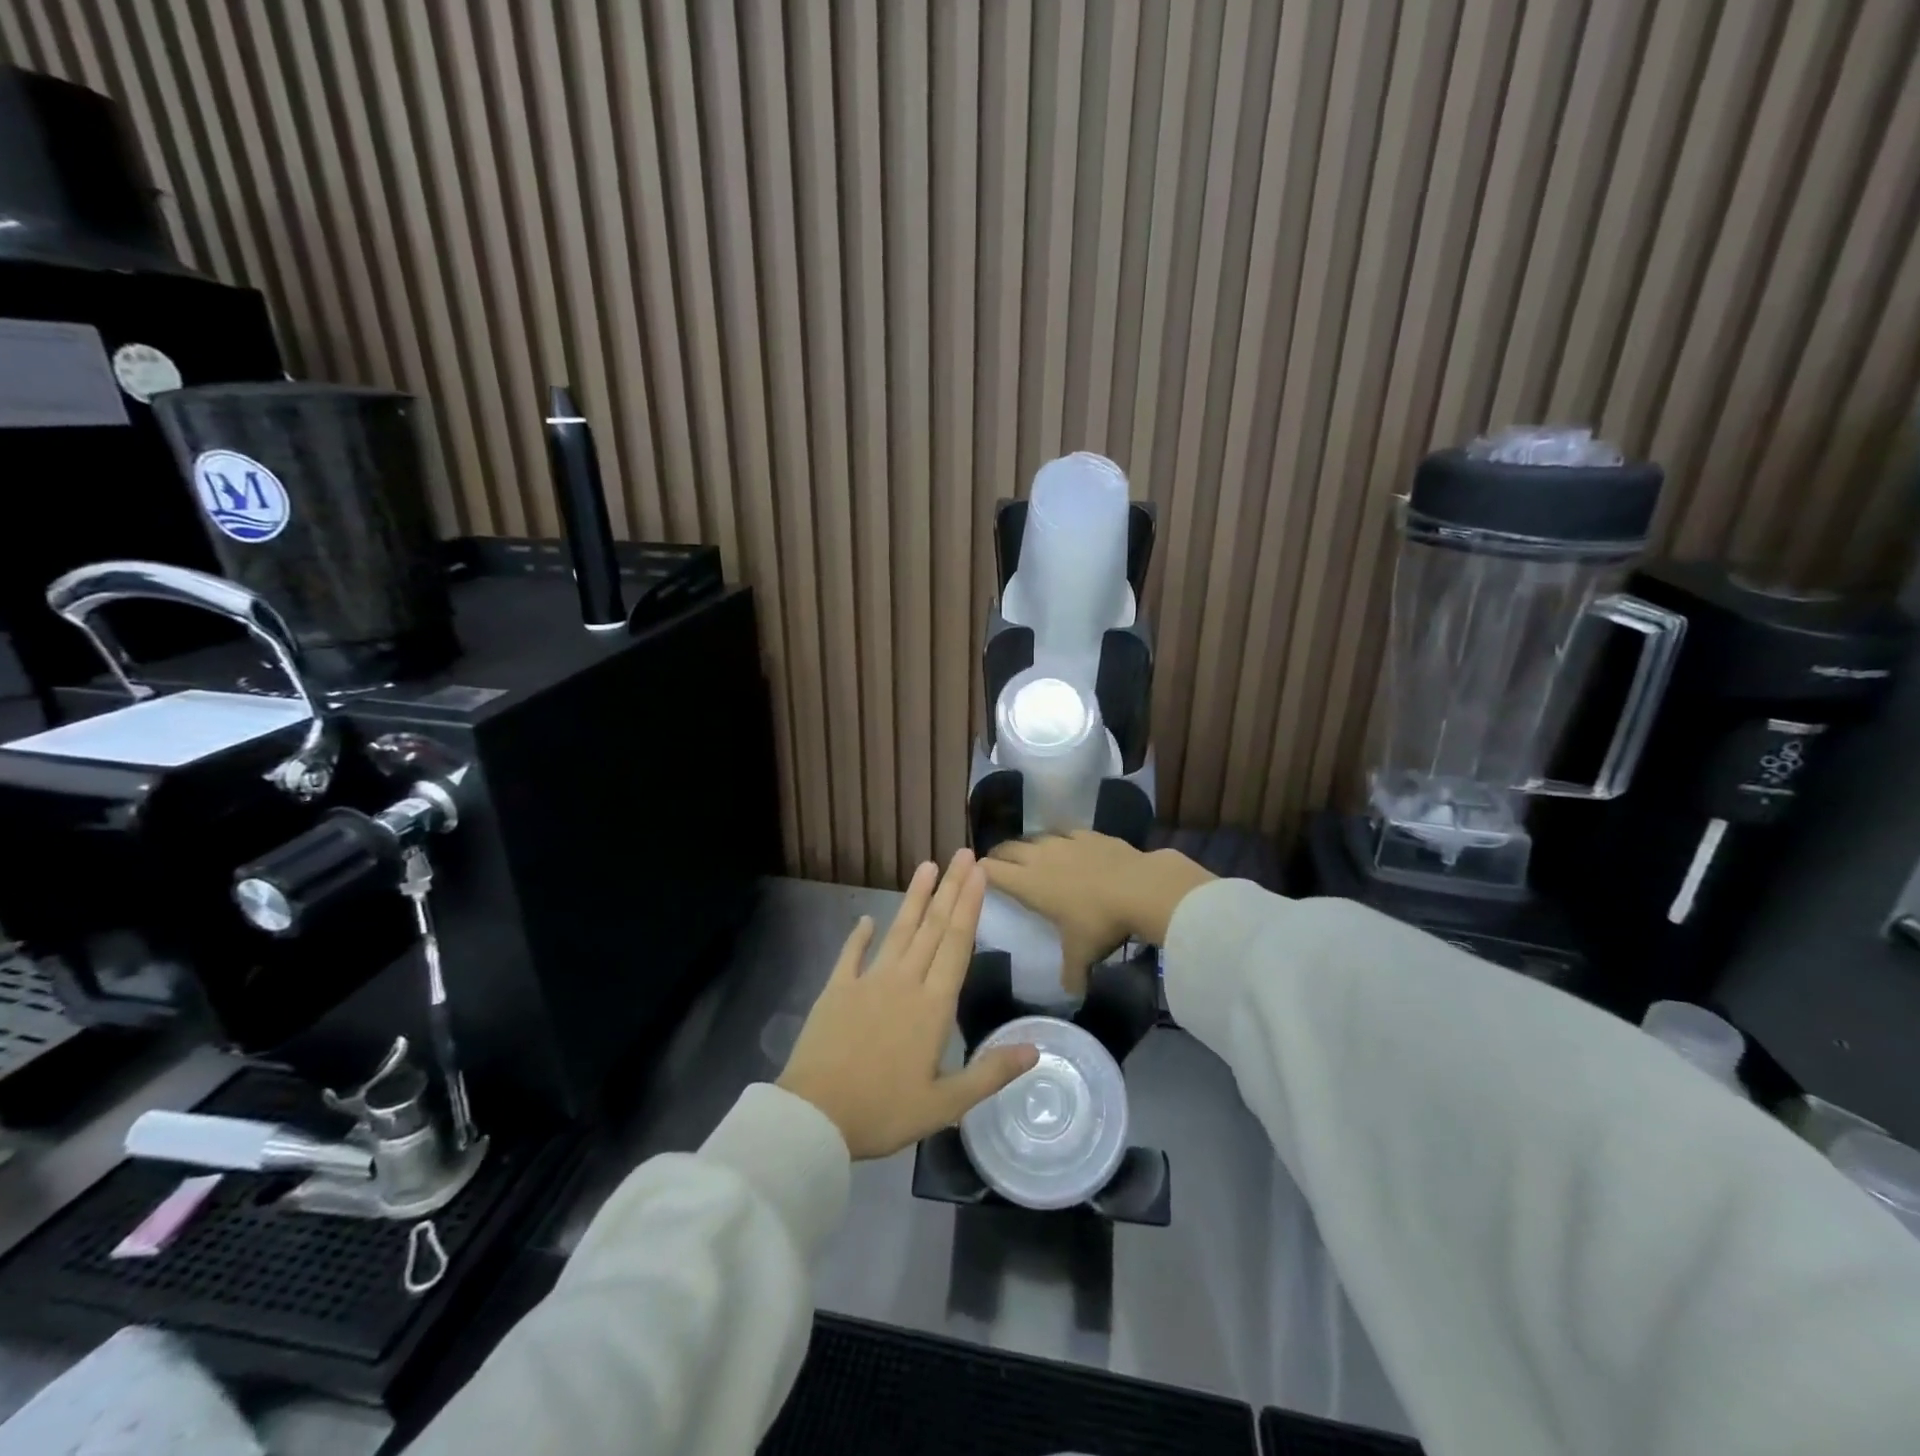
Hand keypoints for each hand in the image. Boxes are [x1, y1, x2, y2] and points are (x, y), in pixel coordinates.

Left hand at [778, 850, 1039, 1158]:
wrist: (814, 1115)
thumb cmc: (883, 1111)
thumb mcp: (945, 1105)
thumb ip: (990, 1074)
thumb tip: (1035, 1050)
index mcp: (933, 1006)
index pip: (957, 944)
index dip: (970, 905)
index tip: (979, 872)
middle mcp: (904, 982)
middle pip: (932, 927)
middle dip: (950, 889)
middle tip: (962, 854)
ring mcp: (867, 982)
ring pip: (898, 931)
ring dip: (914, 898)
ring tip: (926, 866)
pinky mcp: (836, 990)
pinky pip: (851, 954)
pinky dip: (859, 935)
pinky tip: (866, 918)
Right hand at [983, 832, 1215, 994]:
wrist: (1141, 888)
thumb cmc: (1100, 922)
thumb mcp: (1082, 954)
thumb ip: (1072, 973)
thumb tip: (1072, 993)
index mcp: (1029, 884)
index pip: (992, 872)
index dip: (980, 872)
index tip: (976, 876)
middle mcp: (1040, 857)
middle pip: (1008, 848)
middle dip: (999, 855)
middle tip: (997, 864)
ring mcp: (1065, 842)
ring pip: (1035, 837)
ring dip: (1028, 846)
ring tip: (1030, 855)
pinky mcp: (1088, 834)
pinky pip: (1065, 833)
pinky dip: (1060, 840)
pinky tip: (1067, 847)